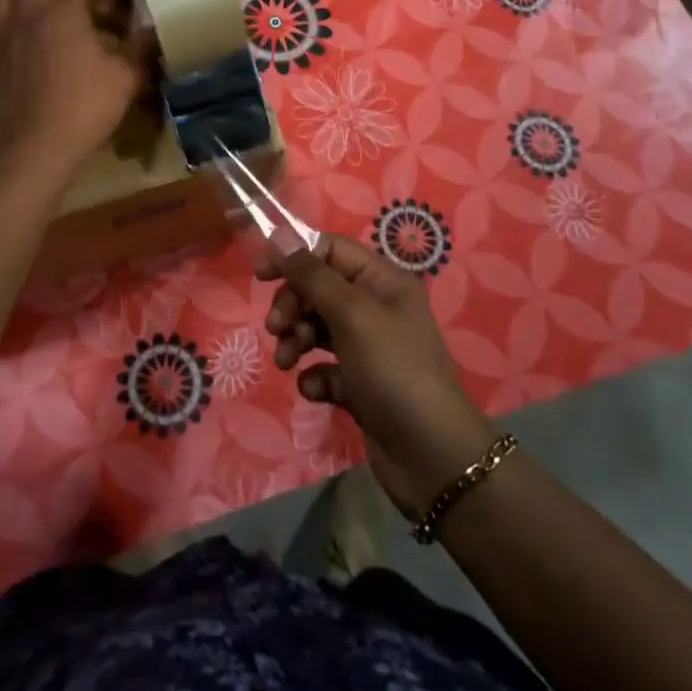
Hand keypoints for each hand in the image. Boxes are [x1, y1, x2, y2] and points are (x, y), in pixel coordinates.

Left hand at [0, 0, 147, 185]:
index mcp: (64, 10)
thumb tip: (151, 27)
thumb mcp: (126, 77)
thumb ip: (139, 46)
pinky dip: (10, 33)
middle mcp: (28, 14)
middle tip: (79, 7)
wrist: (36, 149)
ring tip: (46, 24)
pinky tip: (26, 53)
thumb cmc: (86, 107)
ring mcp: (2, 37)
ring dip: (26, 3)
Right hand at [262, 237, 499, 517]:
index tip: (261, 275)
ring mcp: (369, 348)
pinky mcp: (360, 384)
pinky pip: (325, 367)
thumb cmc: (393, 369)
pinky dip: (314, 375)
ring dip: (296, 339)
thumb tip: (280, 235)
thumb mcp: (351, 313)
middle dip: (293, 304)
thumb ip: (312, 274)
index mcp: (383, 281)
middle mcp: (377, 308)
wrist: (430, 455)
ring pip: (317, 327)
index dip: (295, 256)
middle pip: (319, 288)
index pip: (331, 249)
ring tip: (287, 361)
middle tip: (277, 327)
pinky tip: (315, 390)